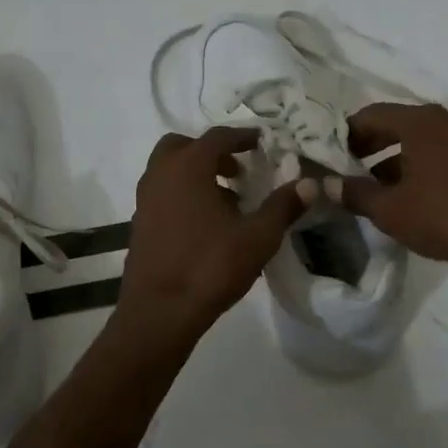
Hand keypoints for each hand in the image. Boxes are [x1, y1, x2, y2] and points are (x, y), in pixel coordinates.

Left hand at [117, 128, 308, 339]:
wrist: (160, 311)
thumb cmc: (211, 266)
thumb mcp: (258, 237)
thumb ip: (283, 206)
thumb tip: (309, 184)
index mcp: (188, 167)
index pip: (217, 137)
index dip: (242, 137)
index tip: (261, 142)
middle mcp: (160, 175)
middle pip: (183, 147)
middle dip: (211, 153)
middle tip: (237, 171)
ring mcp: (144, 200)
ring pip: (169, 172)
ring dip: (196, 175)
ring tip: (227, 201)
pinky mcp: (138, 225)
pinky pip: (162, 194)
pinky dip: (182, 195)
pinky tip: (205, 225)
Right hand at [339, 103, 447, 268]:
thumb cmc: (444, 215)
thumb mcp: (390, 209)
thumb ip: (355, 194)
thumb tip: (327, 185)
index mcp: (420, 123)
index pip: (372, 114)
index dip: (347, 133)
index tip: (332, 154)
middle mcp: (447, 122)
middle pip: (398, 125)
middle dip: (372, 146)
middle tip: (351, 168)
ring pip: (422, 142)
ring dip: (397, 160)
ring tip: (380, 188)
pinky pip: (444, 155)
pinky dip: (423, 167)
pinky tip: (415, 197)